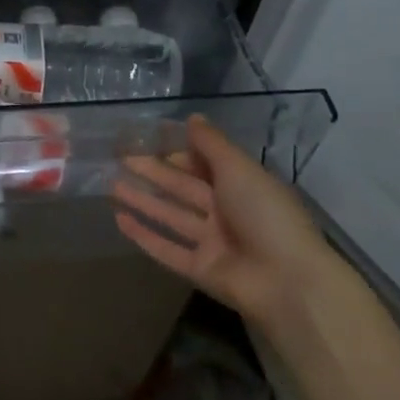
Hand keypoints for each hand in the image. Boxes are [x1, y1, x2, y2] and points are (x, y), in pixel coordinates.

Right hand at [113, 113, 334, 328]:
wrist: (287, 282)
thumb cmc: (265, 215)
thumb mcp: (240, 168)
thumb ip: (212, 144)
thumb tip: (192, 117)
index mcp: (242, 186)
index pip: (205, 164)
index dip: (180, 152)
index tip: (149, 139)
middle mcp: (226, 212)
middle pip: (183, 189)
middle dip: (154, 172)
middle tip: (121, 158)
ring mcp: (212, 243)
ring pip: (171, 216)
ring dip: (143, 200)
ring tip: (112, 184)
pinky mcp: (199, 269)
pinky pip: (166, 249)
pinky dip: (143, 235)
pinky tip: (119, 219)